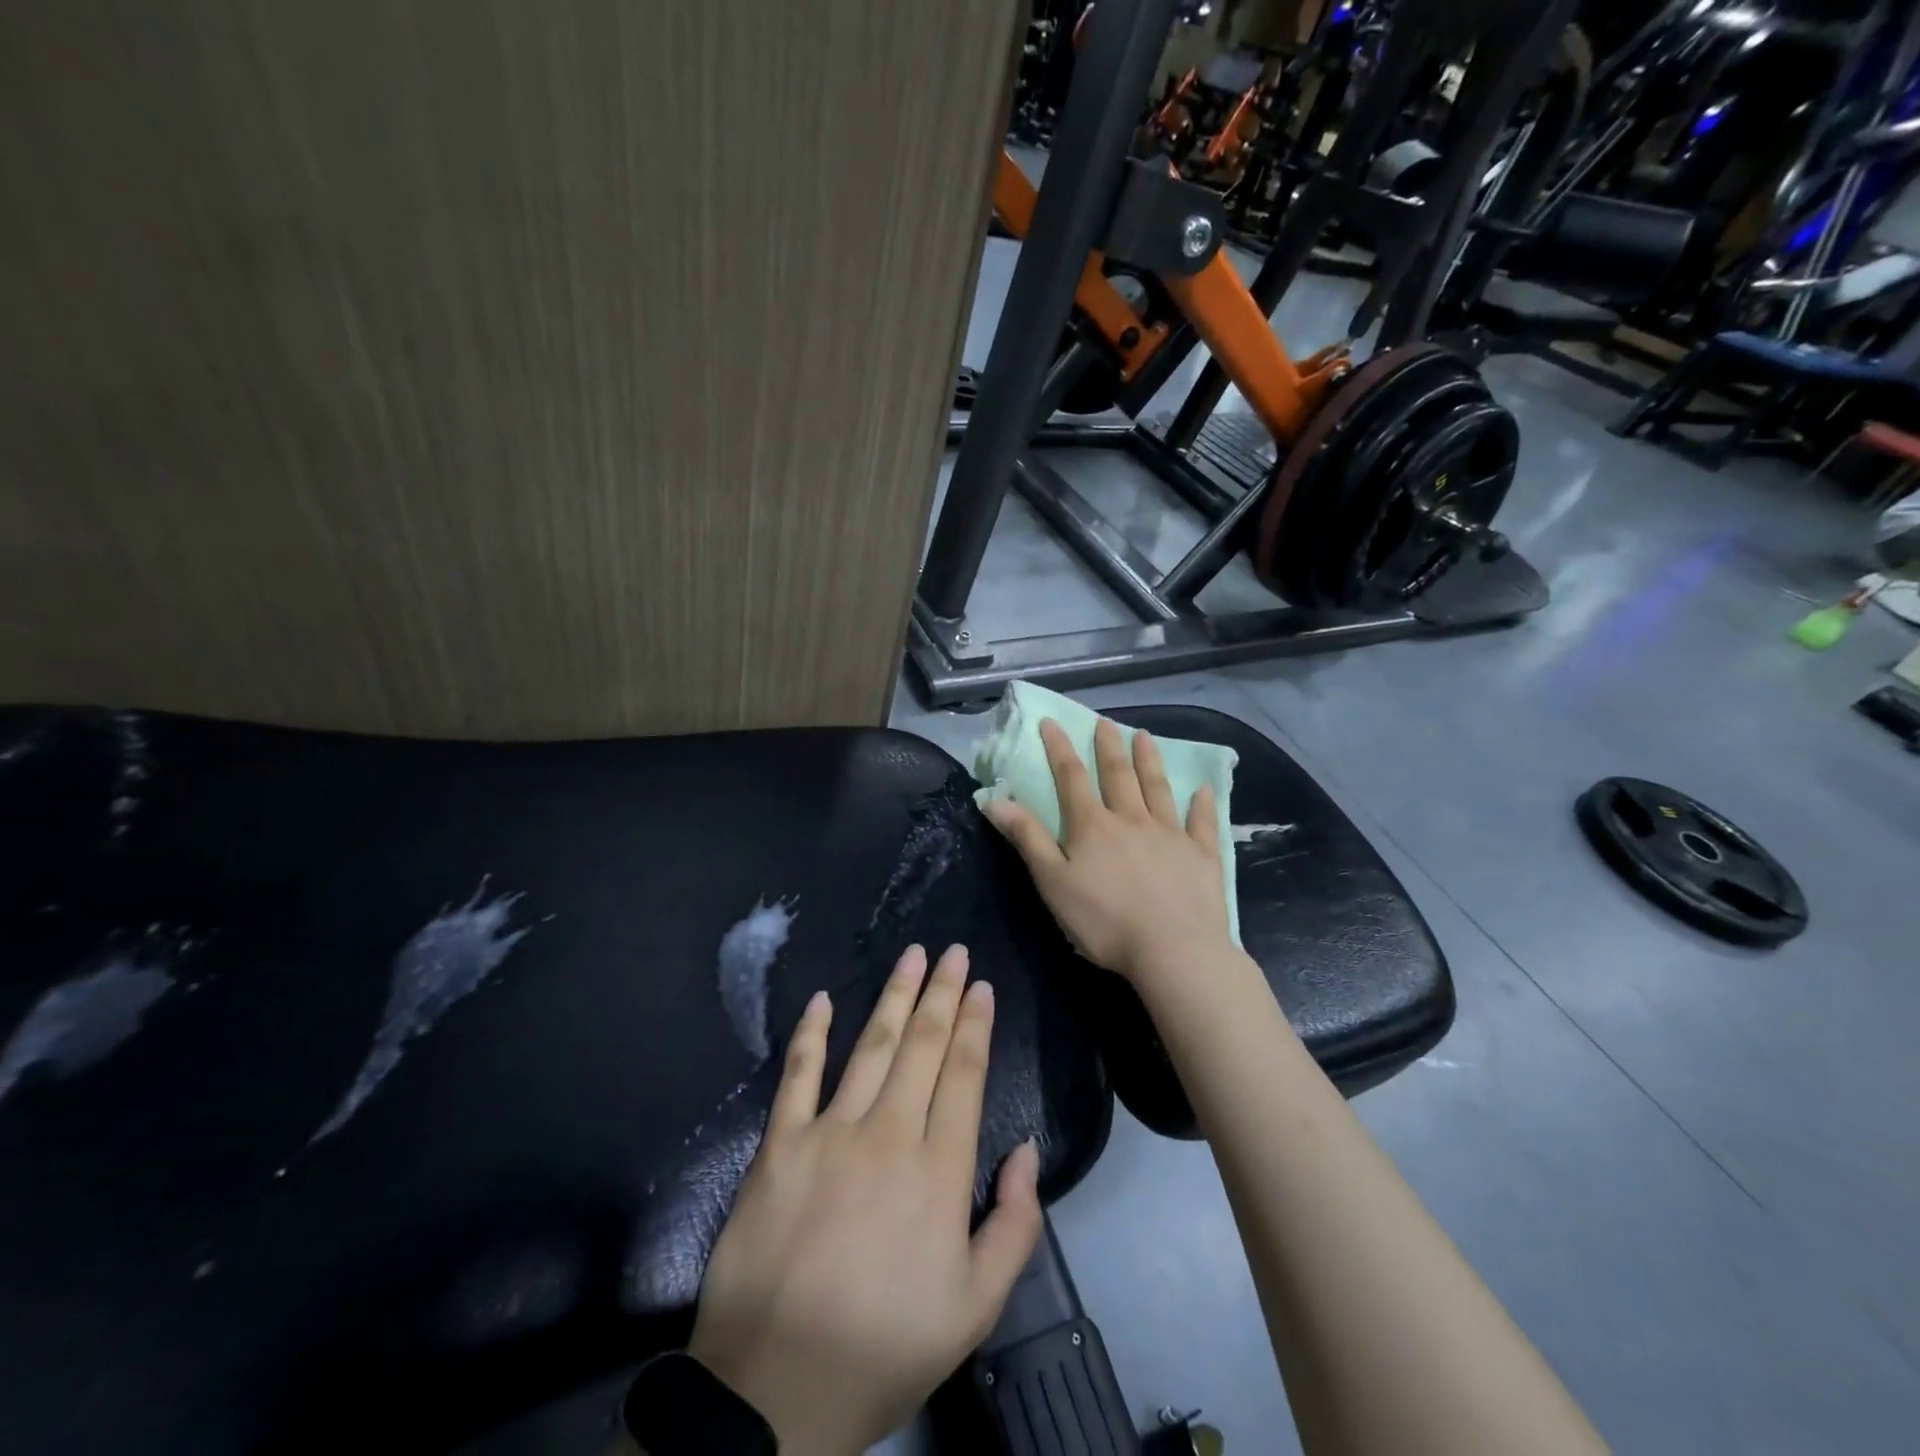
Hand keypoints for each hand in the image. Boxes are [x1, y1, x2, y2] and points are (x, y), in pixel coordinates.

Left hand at [686, 945, 1043, 1455]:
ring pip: (870, 1047)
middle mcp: (888, 1135)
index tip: (981, 986)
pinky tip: (822, 1000)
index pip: (962, 1075)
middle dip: (941, 993)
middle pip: (921, 1047)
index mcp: (937, 1171)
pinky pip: (798, 1075)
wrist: (774, 1389)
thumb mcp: (974, 1308)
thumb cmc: (884, 1346)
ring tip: (911, 956)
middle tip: (952, 951)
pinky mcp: (779, 1145)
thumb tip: (1024, 1148)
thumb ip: (1014, 1225)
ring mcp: (829, 1133)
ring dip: (893, 996)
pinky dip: (810, 1034)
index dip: (974, 1025)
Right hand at [984, 718, 1231, 988]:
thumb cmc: (1105, 921)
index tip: (1051, 722)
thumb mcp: (1053, 883)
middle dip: (1108, 747)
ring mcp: (1171, 834)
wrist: (1174, 951)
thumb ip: (1028, 838)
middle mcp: (1132, 820)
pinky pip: (1202, 822)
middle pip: (1118, 775)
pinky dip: (1202, 804)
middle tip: (1105, 722)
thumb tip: (996, 799)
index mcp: (1093, 826)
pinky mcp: (1202, 855)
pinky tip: (1205, 789)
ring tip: (1145, 736)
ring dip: (1150, 761)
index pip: (1071, 778)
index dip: (1059, 748)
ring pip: (1158, 788)